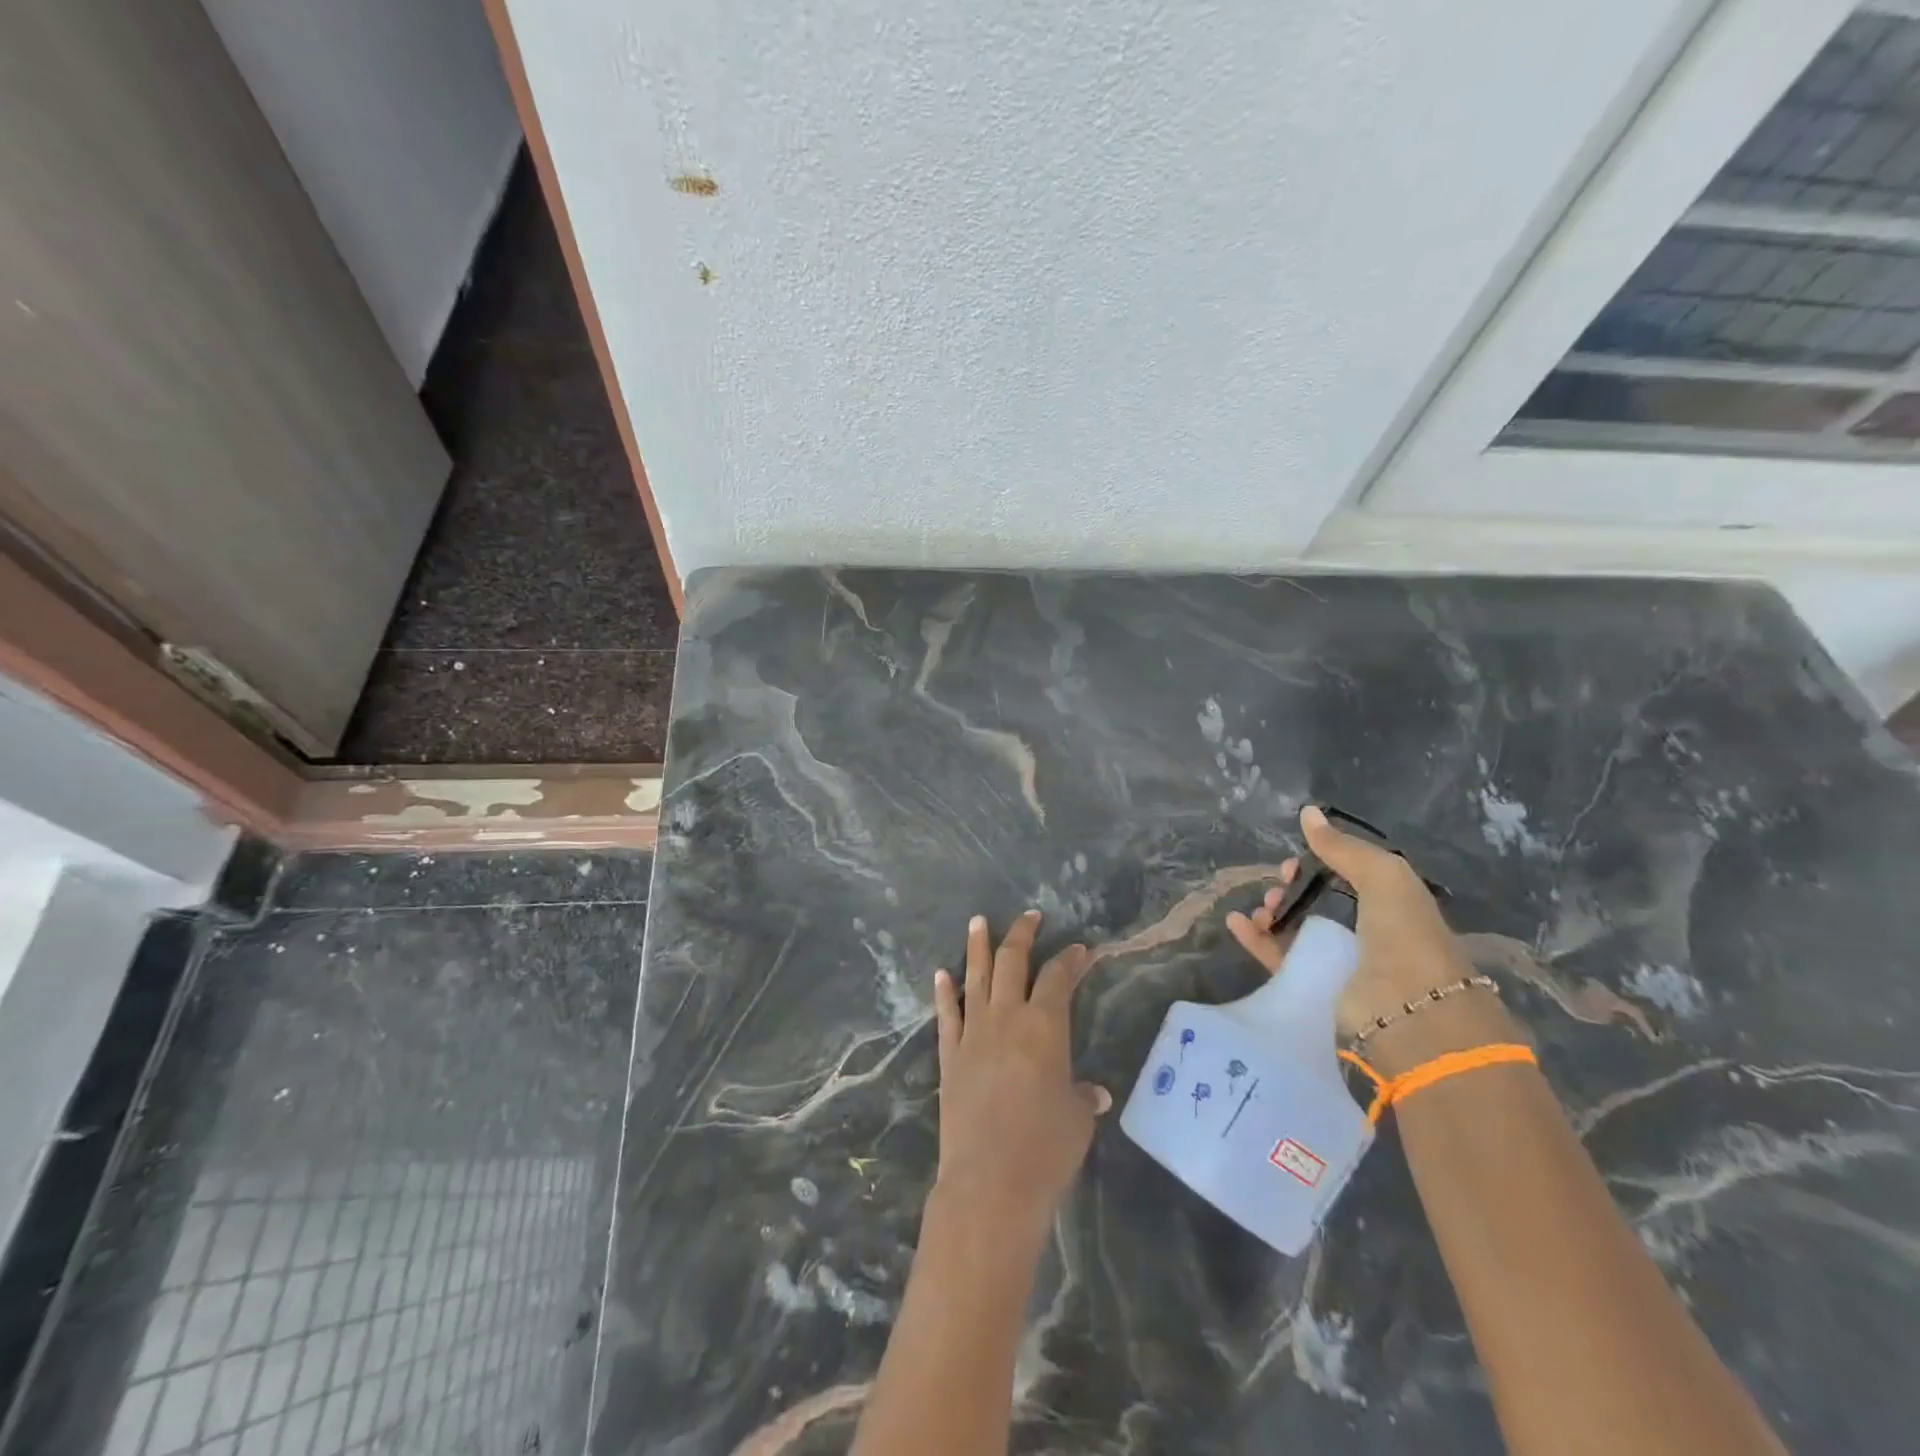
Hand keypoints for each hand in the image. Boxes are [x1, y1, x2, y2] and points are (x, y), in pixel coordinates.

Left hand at [931, 911, 1109, 1243]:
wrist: (989, 1184)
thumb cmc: (1045, 1150)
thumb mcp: (1077, 1121)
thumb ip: (1081, 1097)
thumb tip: (1092, 1092)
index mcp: (1045, 1026)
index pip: (1058, 978)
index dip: (1070, 959)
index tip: (1080, 949)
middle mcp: (1007, 1018)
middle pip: (1012, 963)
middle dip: (1021, 935)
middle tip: (1029, 917)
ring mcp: (973, 1034)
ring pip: (975, 977)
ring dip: (978, 947)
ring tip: (978, 921)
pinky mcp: (949, 1055)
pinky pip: (946, 1015)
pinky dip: (944, 991)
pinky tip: (942, 973)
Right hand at [1226, 806, 1493, 1065]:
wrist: (1410, 1012)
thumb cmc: (1404, 934)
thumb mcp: (1383, 876)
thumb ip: (1344, 847)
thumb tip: (1307, 812)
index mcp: (1392, 905)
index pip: (1350, 877)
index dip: (1321, 864)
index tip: (1296, 860)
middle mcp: (1367, 933)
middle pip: (1320, 903)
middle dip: (1293, 888)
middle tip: (1278, 882)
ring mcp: (1341, 963)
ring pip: (1297, 930)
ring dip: (1274, 913)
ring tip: (1262, 908)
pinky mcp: (1315, 988)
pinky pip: (1279, 958)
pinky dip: (1255, 940)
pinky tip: (1236, 922)